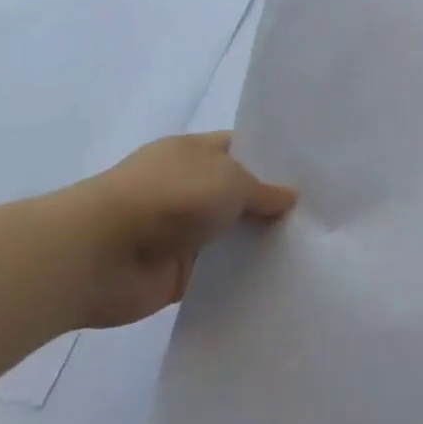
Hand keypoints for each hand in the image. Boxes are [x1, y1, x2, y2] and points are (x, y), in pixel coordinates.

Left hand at [58, 133, 296, 328]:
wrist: (97, 255)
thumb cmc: (167, 198)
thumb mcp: (230, 180)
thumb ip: (265, 190)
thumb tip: (290, 197)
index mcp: (193, 154)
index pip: (243, 149)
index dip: (276, 158)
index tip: (315, 172)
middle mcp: (187, 188)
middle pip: (242, 194)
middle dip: (276, 204)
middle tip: (324, 212)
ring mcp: (182, 231)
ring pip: (235, 234)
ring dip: (262, 241)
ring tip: (315, 245)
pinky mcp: (180, 271)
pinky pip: (223, 271)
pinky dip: (246, 274)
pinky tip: (284, 275)